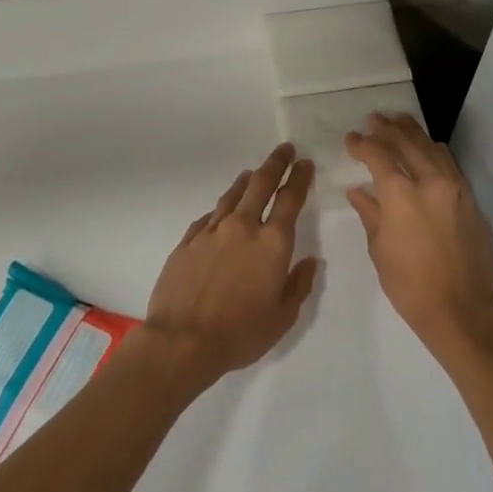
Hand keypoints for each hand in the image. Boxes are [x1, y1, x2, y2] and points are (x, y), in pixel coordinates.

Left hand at [142, 143, 319, 389]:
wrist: (181, 341)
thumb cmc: (240, 333)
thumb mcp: (282, 317)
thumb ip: (299, 285)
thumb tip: (310, 260)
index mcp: (272, 243)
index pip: (290, 199)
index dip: (299, 178)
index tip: (304, 163)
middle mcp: (243, 227)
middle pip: (260, 183)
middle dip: (275, 163)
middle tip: (284, 149)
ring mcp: (211, 231)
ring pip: (232, 195)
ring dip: (246, 180)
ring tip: (252, 173)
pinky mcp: (187, 241)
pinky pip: (209, 216)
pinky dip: (221, 208)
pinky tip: (222, 211)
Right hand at [345, 113, 492, 357]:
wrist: (463, 309)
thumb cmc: (411, 286)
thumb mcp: (380, 250)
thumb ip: (370, 214)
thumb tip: (359, 191)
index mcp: (400, 195)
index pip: (378, 156)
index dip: (362, 144)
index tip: (351, 139)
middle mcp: (430, 182)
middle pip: (407, 143)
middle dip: (388, 128)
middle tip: (374, 118)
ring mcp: (454, 188)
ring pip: (432, 148)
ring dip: (413, 133)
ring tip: (399, 121)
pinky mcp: (470, 199)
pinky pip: (450, 164)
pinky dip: (435, 151)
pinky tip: (429, 148)